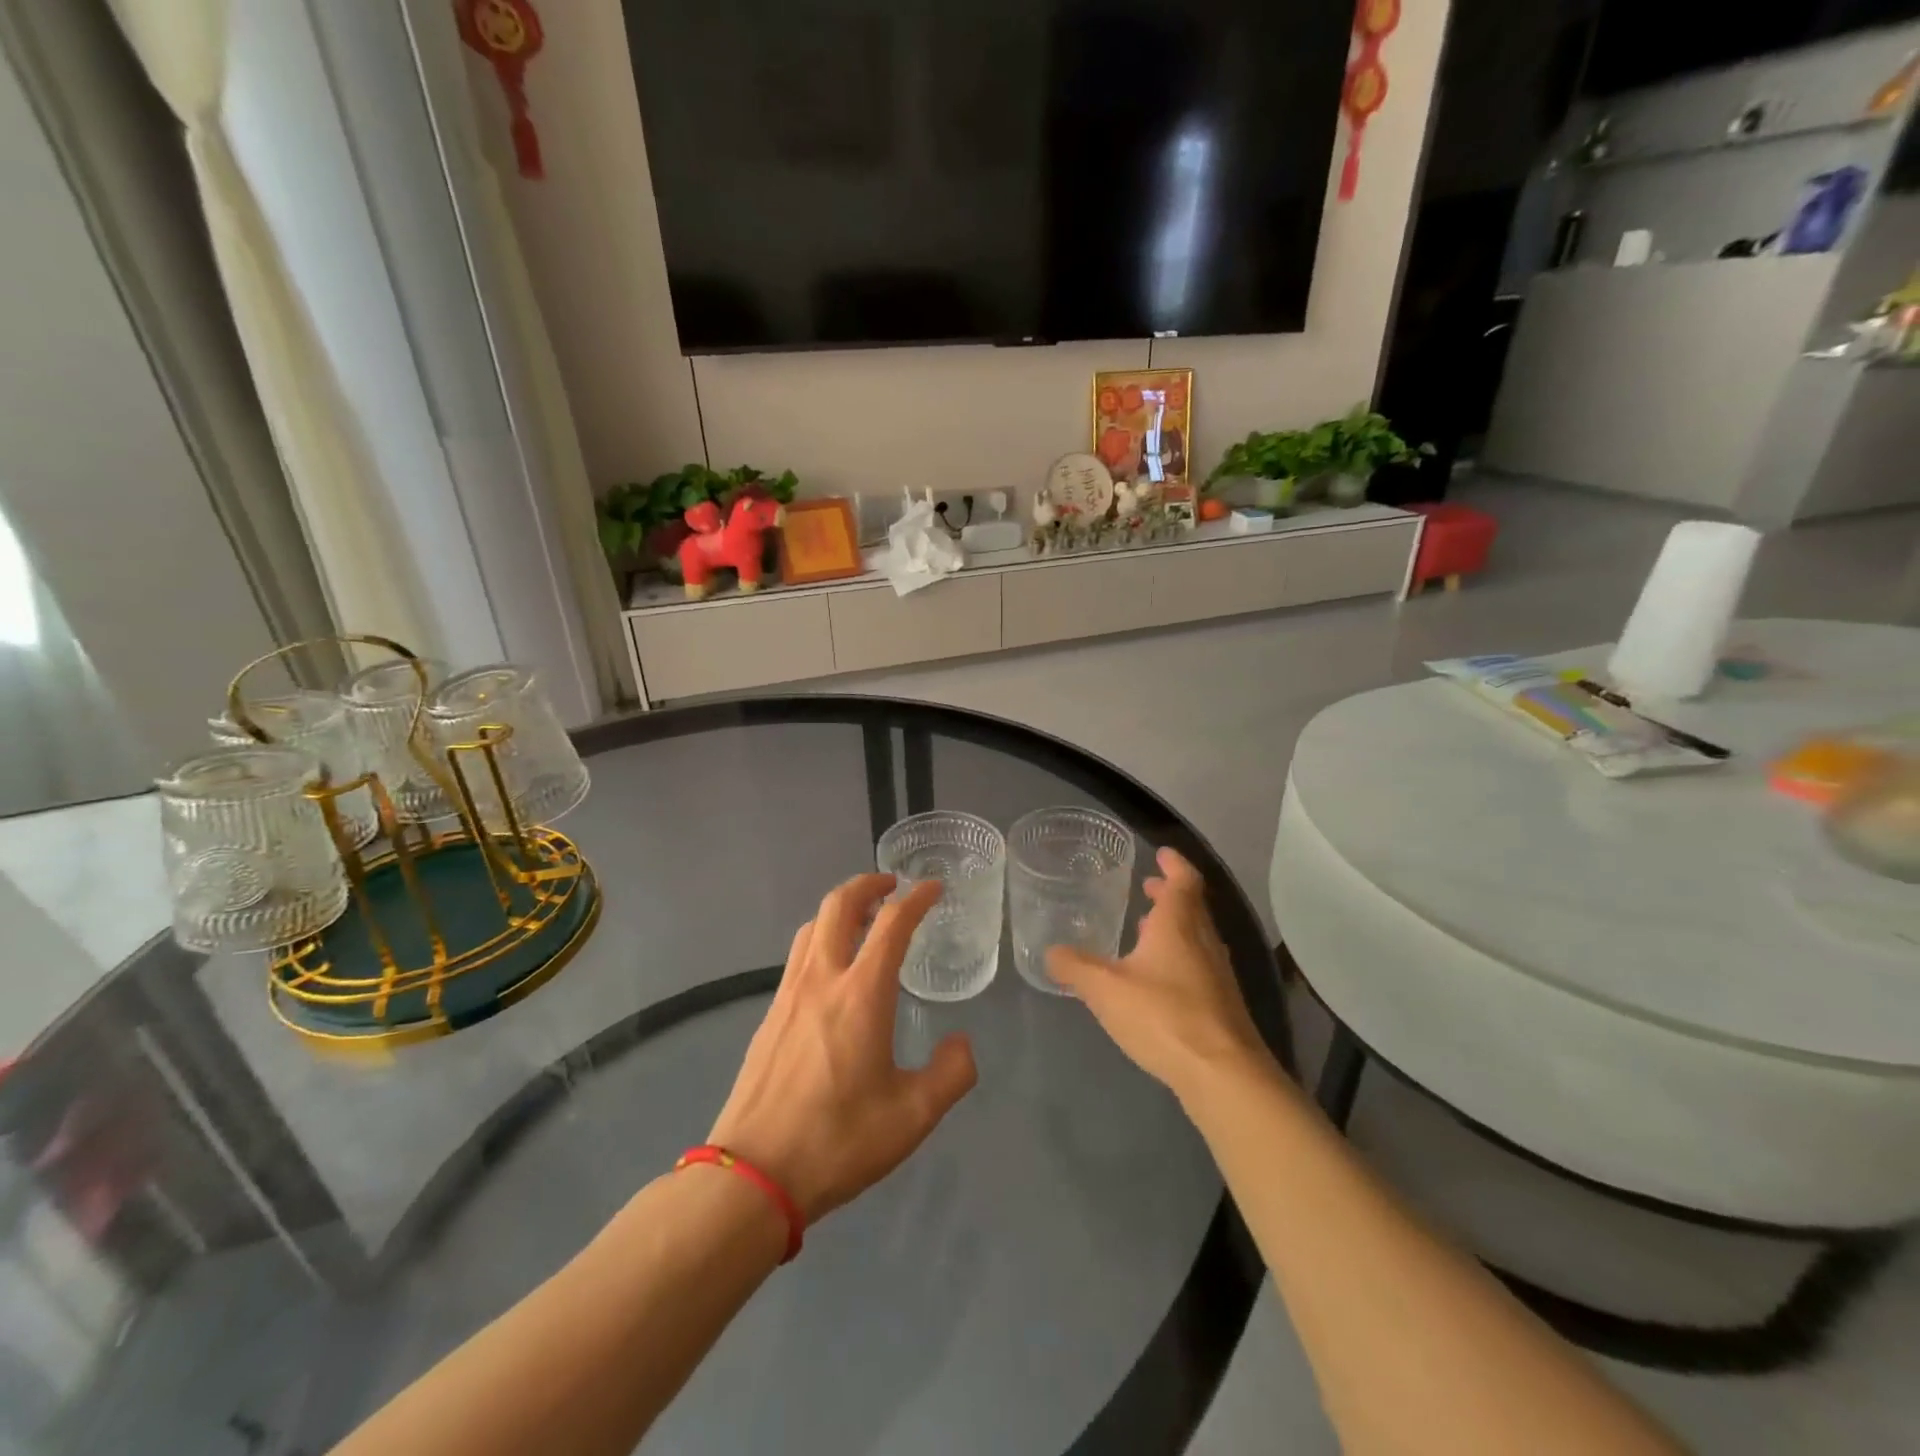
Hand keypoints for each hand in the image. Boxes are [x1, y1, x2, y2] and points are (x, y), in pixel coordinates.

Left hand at [708, 874, 977, 1224]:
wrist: (753, 1175)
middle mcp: (822, 979)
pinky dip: (820, 938)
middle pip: (839, 905)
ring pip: (811, 926)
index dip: (916, 899)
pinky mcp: (769, 1015)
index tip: (933, 888)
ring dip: (840, 909)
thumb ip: (950, 1074)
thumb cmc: (838, 1140)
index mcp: (861, 993)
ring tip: (863, 920)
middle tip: (892, 886)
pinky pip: (797, 956)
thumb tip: (961, 1044)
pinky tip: (832, 970)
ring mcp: (788, 994)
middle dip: (867, 884)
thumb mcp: (912, 1116)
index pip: (891, 923)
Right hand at [1047, 848, 1272, 1104]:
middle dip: (1169, 894)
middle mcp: (1204, 941)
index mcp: (1178, 925)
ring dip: (1174, 926)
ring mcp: (1217, 974)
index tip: (1161, 853)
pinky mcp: (1221, 1004)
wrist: (1222, 1075)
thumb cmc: (1163, 1016)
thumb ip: (1074, 967)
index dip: (1173, 863)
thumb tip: (1050, 952)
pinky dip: (1179, 956)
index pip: (1183, 880)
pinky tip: (1158, 978)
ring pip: (1196, 936)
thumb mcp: (1104, 989)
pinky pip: (1198, 965)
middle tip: (1147, 887)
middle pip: (1191, 906)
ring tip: (1146, 929)